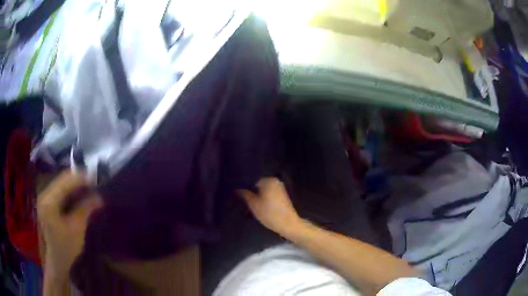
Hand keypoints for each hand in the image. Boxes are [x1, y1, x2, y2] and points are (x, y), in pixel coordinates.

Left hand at [37, 171, 102, 278]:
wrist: (56, 261)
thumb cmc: (66, 248)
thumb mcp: (77, 229)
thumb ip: (85, 209)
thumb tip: (99, 197)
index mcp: (49, 201)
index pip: (65, 181)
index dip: (80, 178)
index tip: (95, 179)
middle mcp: (44, 194)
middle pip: (62, 180)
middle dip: (78, 180)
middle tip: (93, 184)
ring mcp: (44, 198)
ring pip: (61, 184)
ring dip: (74, 185)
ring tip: (88, 189)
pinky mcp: (47, 203)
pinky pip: (59, 191)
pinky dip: (70, 191)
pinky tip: (78, 196)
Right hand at [238, 178, 300, 234]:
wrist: (288, 224)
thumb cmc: (269, 213)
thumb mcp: (253, 204)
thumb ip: (244, 194)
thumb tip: (237, 189)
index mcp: (268, 180)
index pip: (252, 180)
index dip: (244, 187)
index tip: (238, 194)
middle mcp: (275, 181)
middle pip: (258, 185)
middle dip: (251, 192)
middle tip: (242, 201)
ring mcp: (280, 188)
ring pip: (264, 191)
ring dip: (256, 196)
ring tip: (249, 205)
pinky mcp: (282, 196)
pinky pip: (269, 194)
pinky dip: (263, 199)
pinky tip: (258, 206)